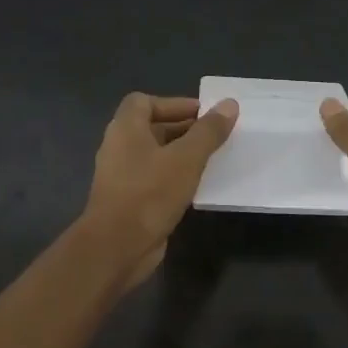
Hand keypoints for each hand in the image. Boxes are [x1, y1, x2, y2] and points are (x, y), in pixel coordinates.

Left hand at [81, 93, 237, 289]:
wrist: (118, 245)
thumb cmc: (150, 193)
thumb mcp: (187, 158)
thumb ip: (208, 131)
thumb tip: (229, 104)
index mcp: (126, 129)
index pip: (144, 101)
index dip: (173, 104)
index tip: (203, 114)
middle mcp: (119, 147)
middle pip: (151, 128)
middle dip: (183, 129)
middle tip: (214, 136)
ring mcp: (122, 176)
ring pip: (155, 155)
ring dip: (181, 154)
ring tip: (211, 159)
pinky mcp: (129, 200)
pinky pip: (154, 179)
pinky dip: (174, 177)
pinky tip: (196, 186)